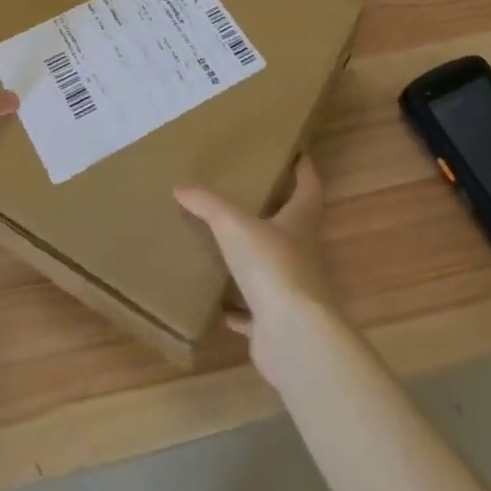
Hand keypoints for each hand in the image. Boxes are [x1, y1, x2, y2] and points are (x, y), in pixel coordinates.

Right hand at [174, 158, 339, 382]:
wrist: (293, 336)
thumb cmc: (272, 266)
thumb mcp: (234, 226)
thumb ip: (208, 205)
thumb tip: (181, 186)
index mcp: (300, 222)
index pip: (309, 188)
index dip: (305, 170)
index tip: (298, 154)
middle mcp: (303, 253)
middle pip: (294, 227)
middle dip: (276, 213)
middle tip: (249, 197)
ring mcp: (294, 291)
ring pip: (274, 269)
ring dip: (255, 261)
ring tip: (228, 248)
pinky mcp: (278, 323)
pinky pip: (256, 313)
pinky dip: (240, 309)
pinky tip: (220, 306)